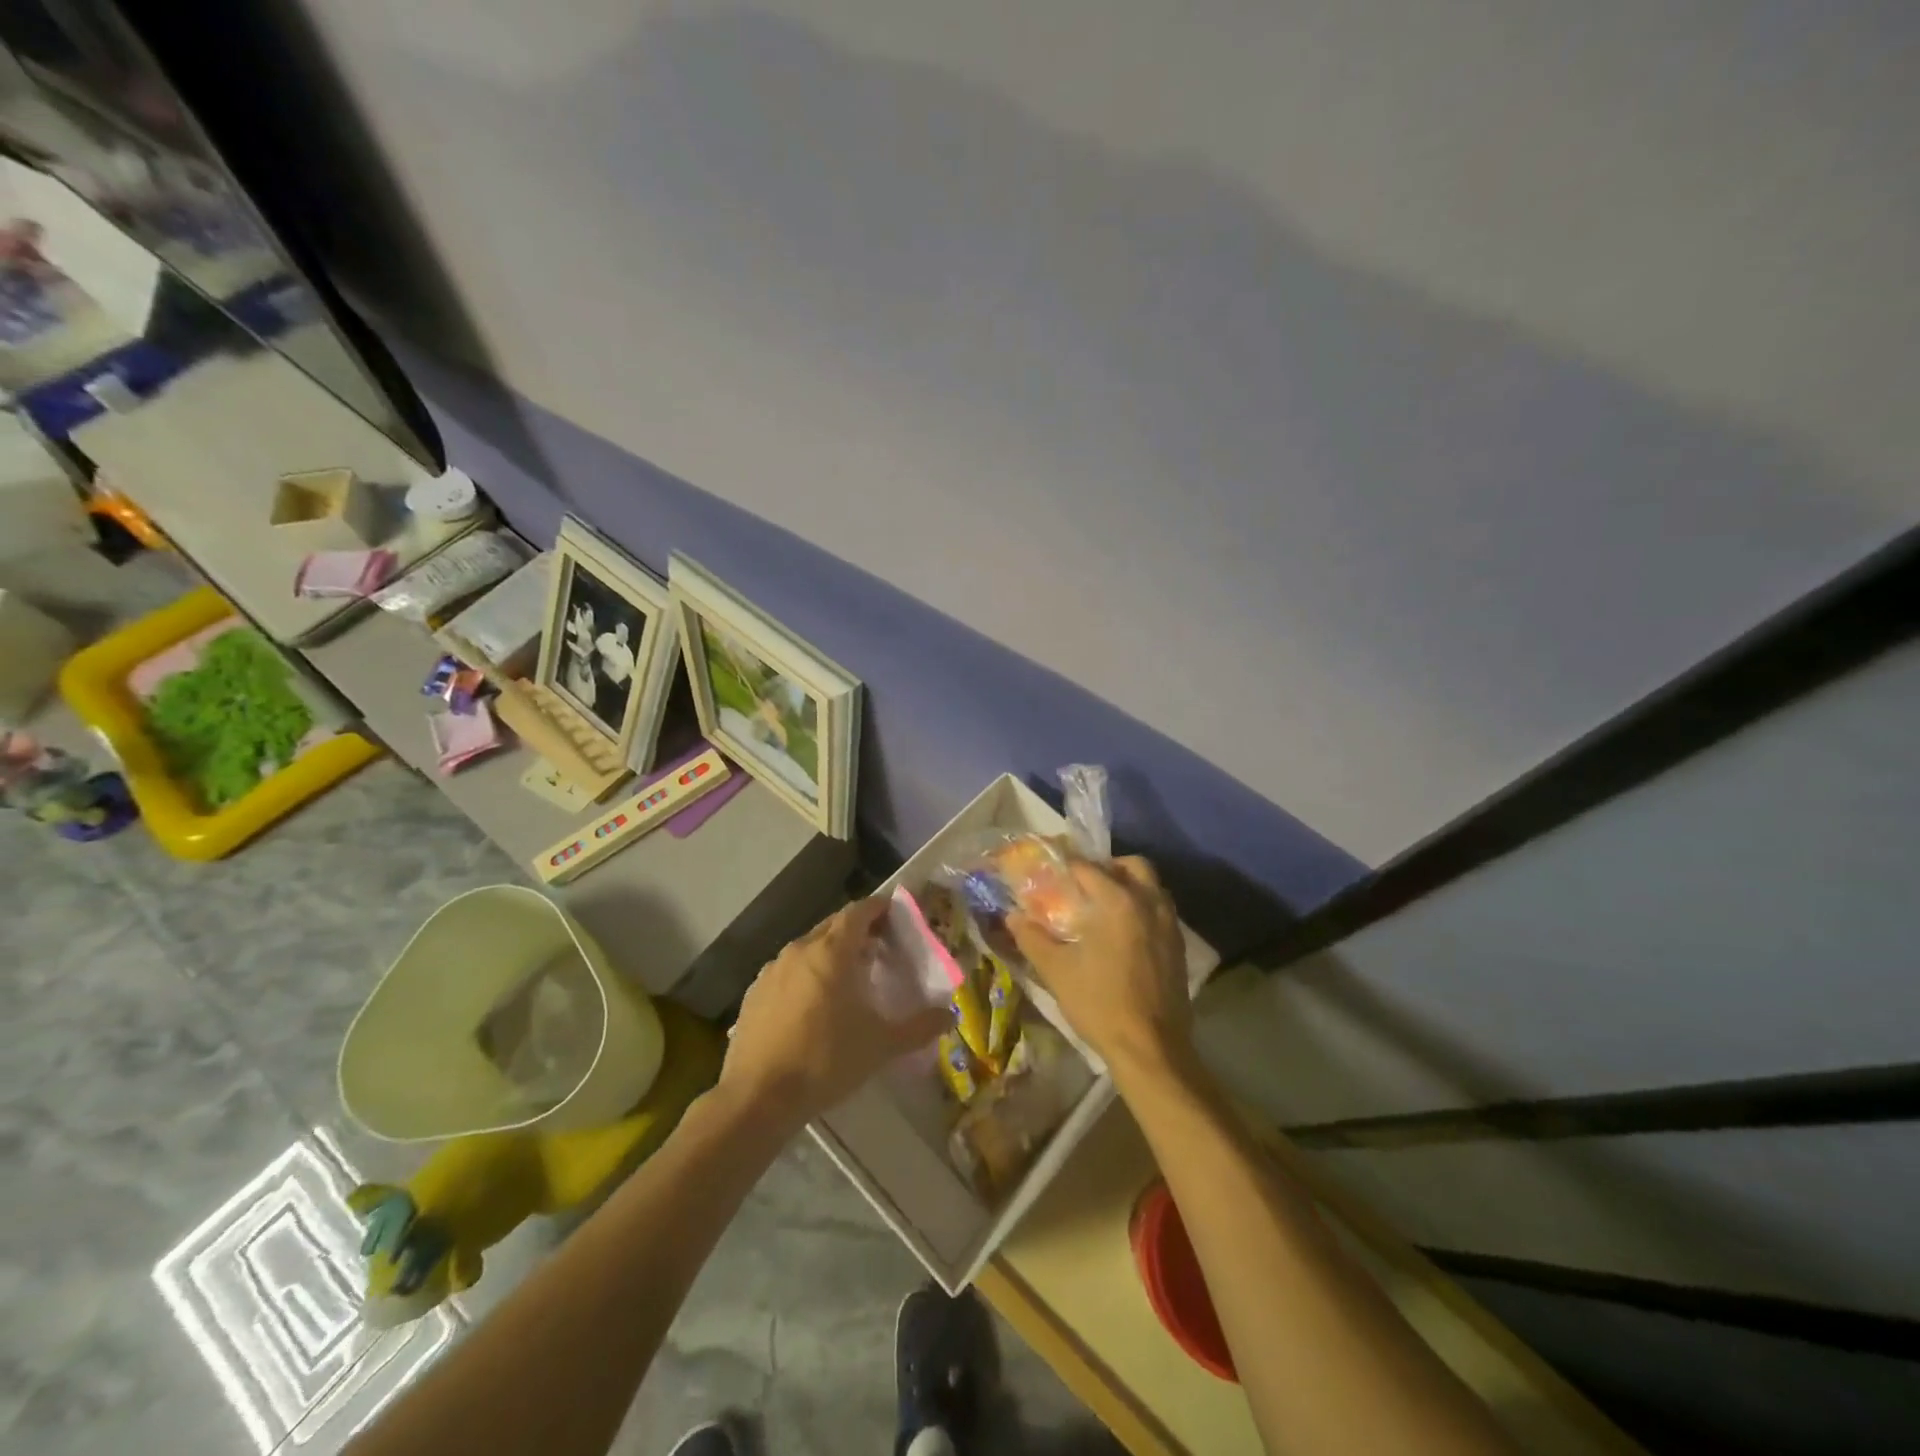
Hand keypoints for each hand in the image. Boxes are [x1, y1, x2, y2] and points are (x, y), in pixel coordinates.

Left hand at [718, 898, 949, 1131]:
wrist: (758, 1097)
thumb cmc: (826, 1060)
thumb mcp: (881, 1046)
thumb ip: (919, 1027)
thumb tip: (950, 1016)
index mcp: (832, 951)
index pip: (858, 911)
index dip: (878, 908)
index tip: (895, 913)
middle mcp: (800, 950)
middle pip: (833, 925)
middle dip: (857, 929)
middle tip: (879, 947)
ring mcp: (772, 970)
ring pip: (808, 947)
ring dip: (830, 952)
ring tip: (848, 977)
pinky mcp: (754, 993)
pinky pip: (787, 971)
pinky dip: (805, 975)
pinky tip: (812, 1005)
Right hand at [1009, 857, 1192, 1086]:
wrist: (1150, 1048)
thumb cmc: (1099, 1004)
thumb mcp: (1056, 971)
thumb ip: (1032, 938)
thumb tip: (1012, 916)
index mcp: (1116, 901)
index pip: (1087, 867)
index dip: (1065, 865)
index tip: (1050, 870)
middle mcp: (1148, 902)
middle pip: (1132, 865)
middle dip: (1108, 867)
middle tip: (1085, 885)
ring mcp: (1169, 923)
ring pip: (1152, 885)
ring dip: (1130, 885)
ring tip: (1105, 907)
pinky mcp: (1179, 945)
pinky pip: (1162, 909)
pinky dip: (1144, 907)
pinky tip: (1125, 933)